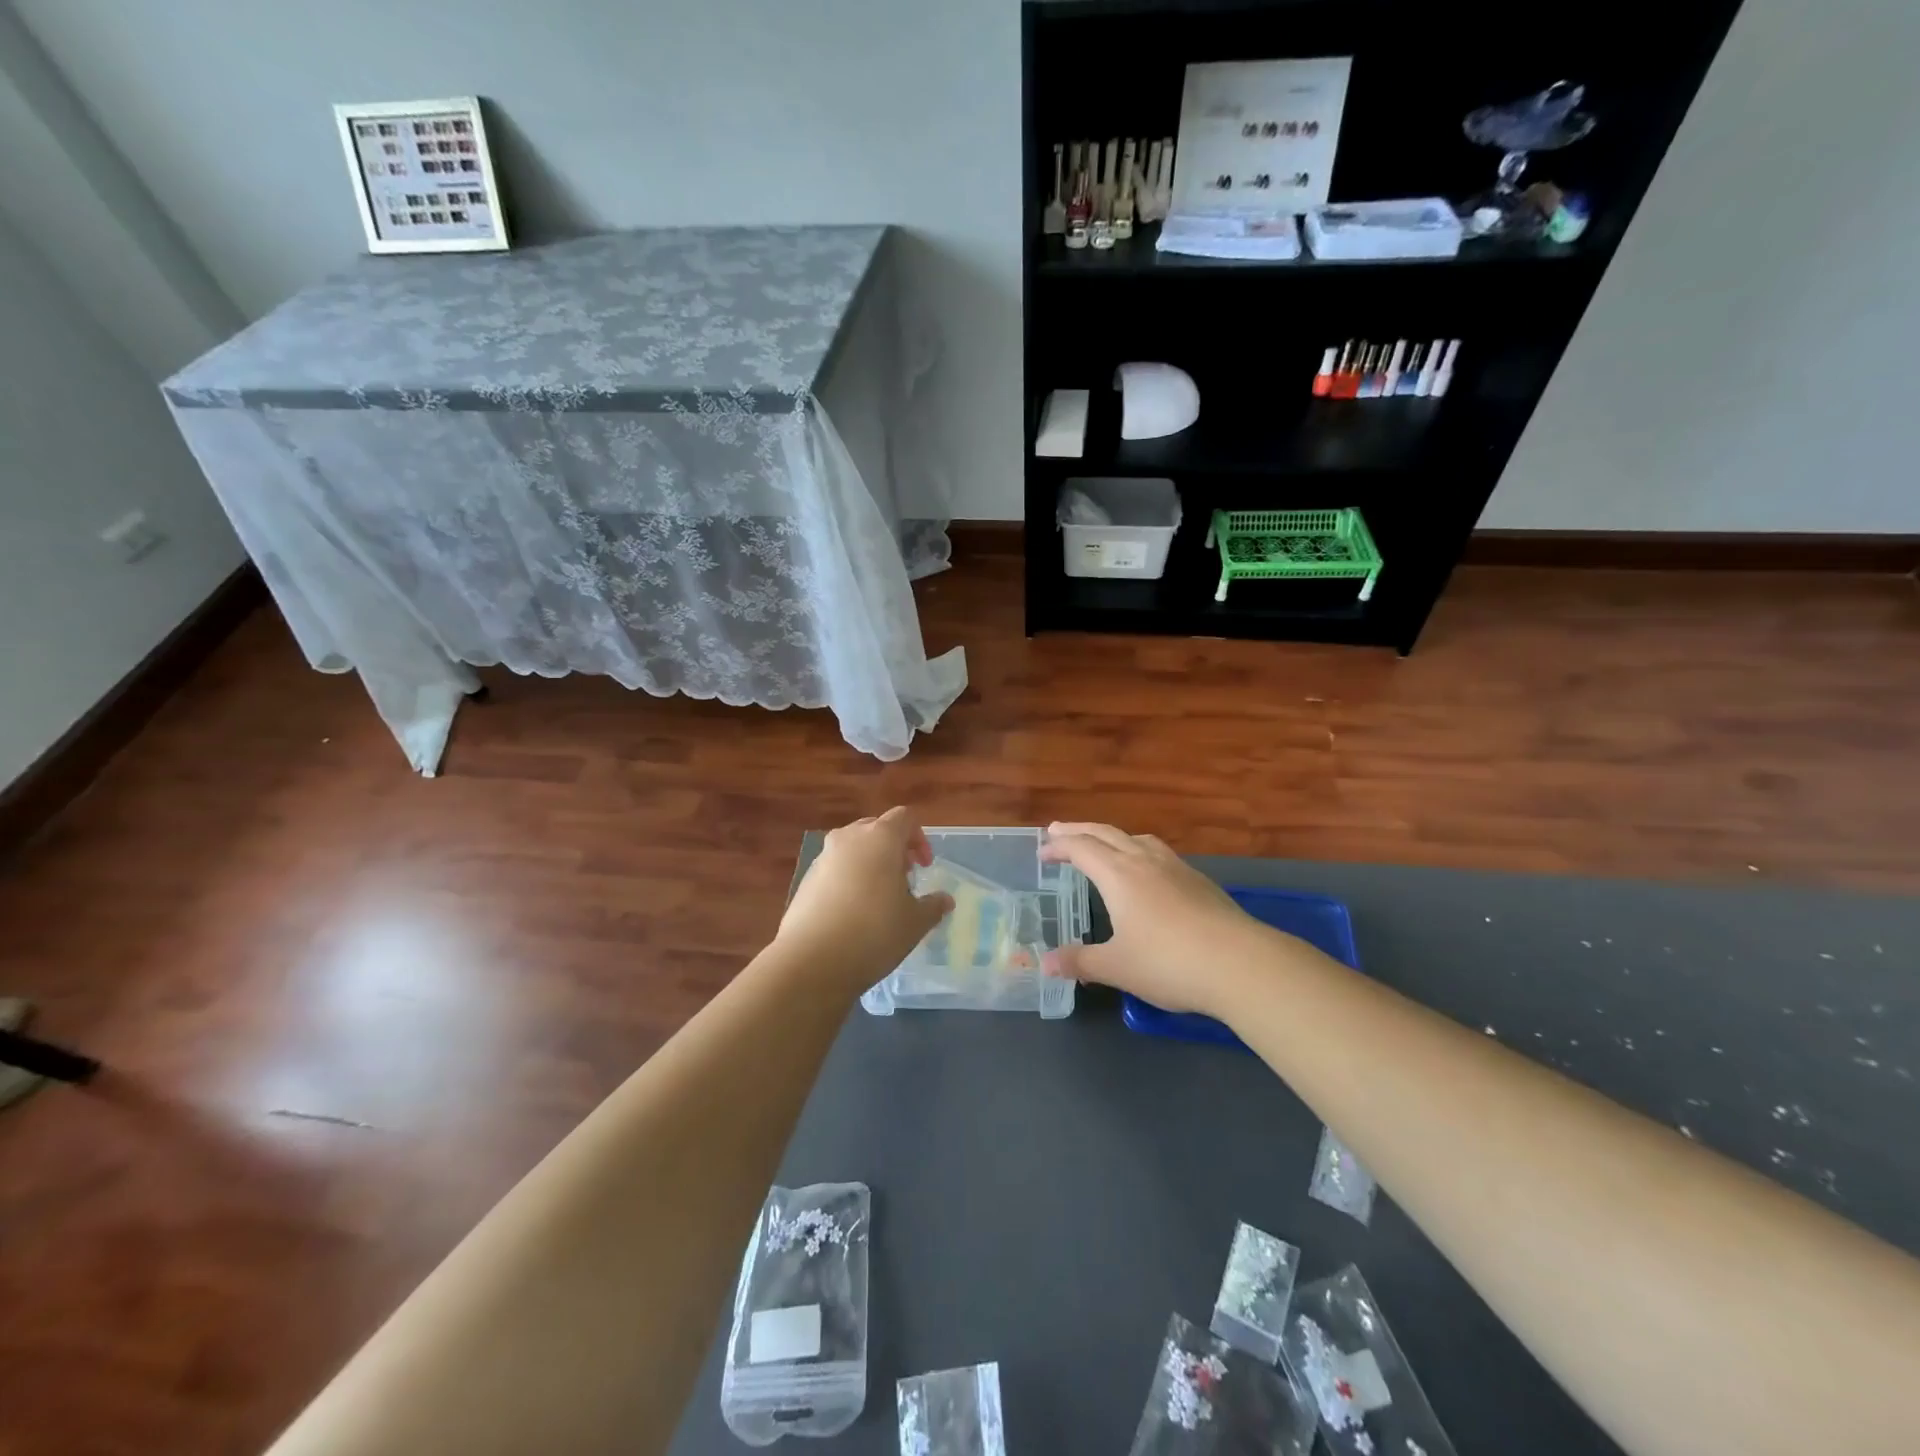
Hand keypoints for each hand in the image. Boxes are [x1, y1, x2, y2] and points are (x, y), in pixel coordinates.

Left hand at [776, 808, 953, 992]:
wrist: (811, 960)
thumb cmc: (874, 932)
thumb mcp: (915, 922)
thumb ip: (933, 906)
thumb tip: (945, 900)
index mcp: (880, 838)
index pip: (904, 818)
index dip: (919, 838)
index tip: (924, 867)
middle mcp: (849, 838)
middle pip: (876, 829)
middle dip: (894, 848)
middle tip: (904, 878)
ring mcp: (823, 857)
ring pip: (853, 848)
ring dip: (870, 863)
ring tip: (878, 898)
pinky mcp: (805, 880)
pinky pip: (834, 869)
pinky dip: (848, 880)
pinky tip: (852, 914)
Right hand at [1039, 822, 1268, 1016]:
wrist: (1241, 964)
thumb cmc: (1169, 963)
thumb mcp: (1116, 967)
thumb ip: (1080, 962)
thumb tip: (1044, 964)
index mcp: (1119, 875)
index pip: (1081, 849)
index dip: (1059, 846)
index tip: (1042, 850)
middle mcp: (1145, 862)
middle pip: (1107, 834)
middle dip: (1080, 831)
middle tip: (1059, 830)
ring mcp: (1176, 868)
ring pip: (1137, 839)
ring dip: (1112, 836)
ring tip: (1103, 844)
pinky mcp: (1199, 882)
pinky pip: (1159, 853)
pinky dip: (1139, 850)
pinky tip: (1147, 872)